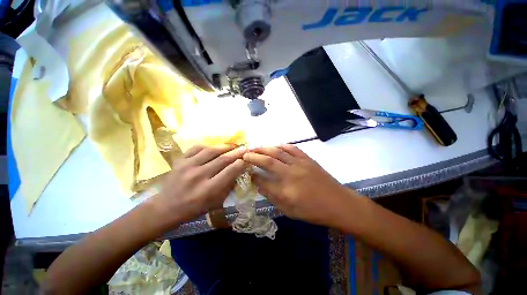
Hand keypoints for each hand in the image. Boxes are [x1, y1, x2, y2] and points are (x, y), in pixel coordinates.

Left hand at [149, 145, 246, 227]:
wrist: (166, 207)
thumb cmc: (194, 208)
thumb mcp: (216, 202)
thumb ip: (229, 185)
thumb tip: (239, 170)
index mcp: (208, 190)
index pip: (230, 171)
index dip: (240, 163)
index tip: (247, 158)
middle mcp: (198, 176)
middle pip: (222, 159)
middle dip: (236, 152)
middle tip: (245, 148)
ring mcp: (187, 166)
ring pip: (210, 151)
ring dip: (224, 147)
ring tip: (233, 145)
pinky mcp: (179, 161)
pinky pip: (197, 148)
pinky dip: (208, 146)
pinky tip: (214, 147)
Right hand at [243, 144, 354, 226]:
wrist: (338, 203)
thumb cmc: (313, 211)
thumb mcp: (289, 210)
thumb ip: (272, 196)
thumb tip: (258, 183)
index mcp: (286, 188)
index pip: (263, 177)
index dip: (252, 172)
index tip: (245, 169)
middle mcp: (291, 172)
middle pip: (269, 160)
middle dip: (255, 155)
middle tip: (246, 153)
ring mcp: (300, 163)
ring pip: (279, 151)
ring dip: (265, 148)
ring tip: (257, 148)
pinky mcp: (307, 159)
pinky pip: (293, 148)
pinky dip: (282, 145)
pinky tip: (276, 145)